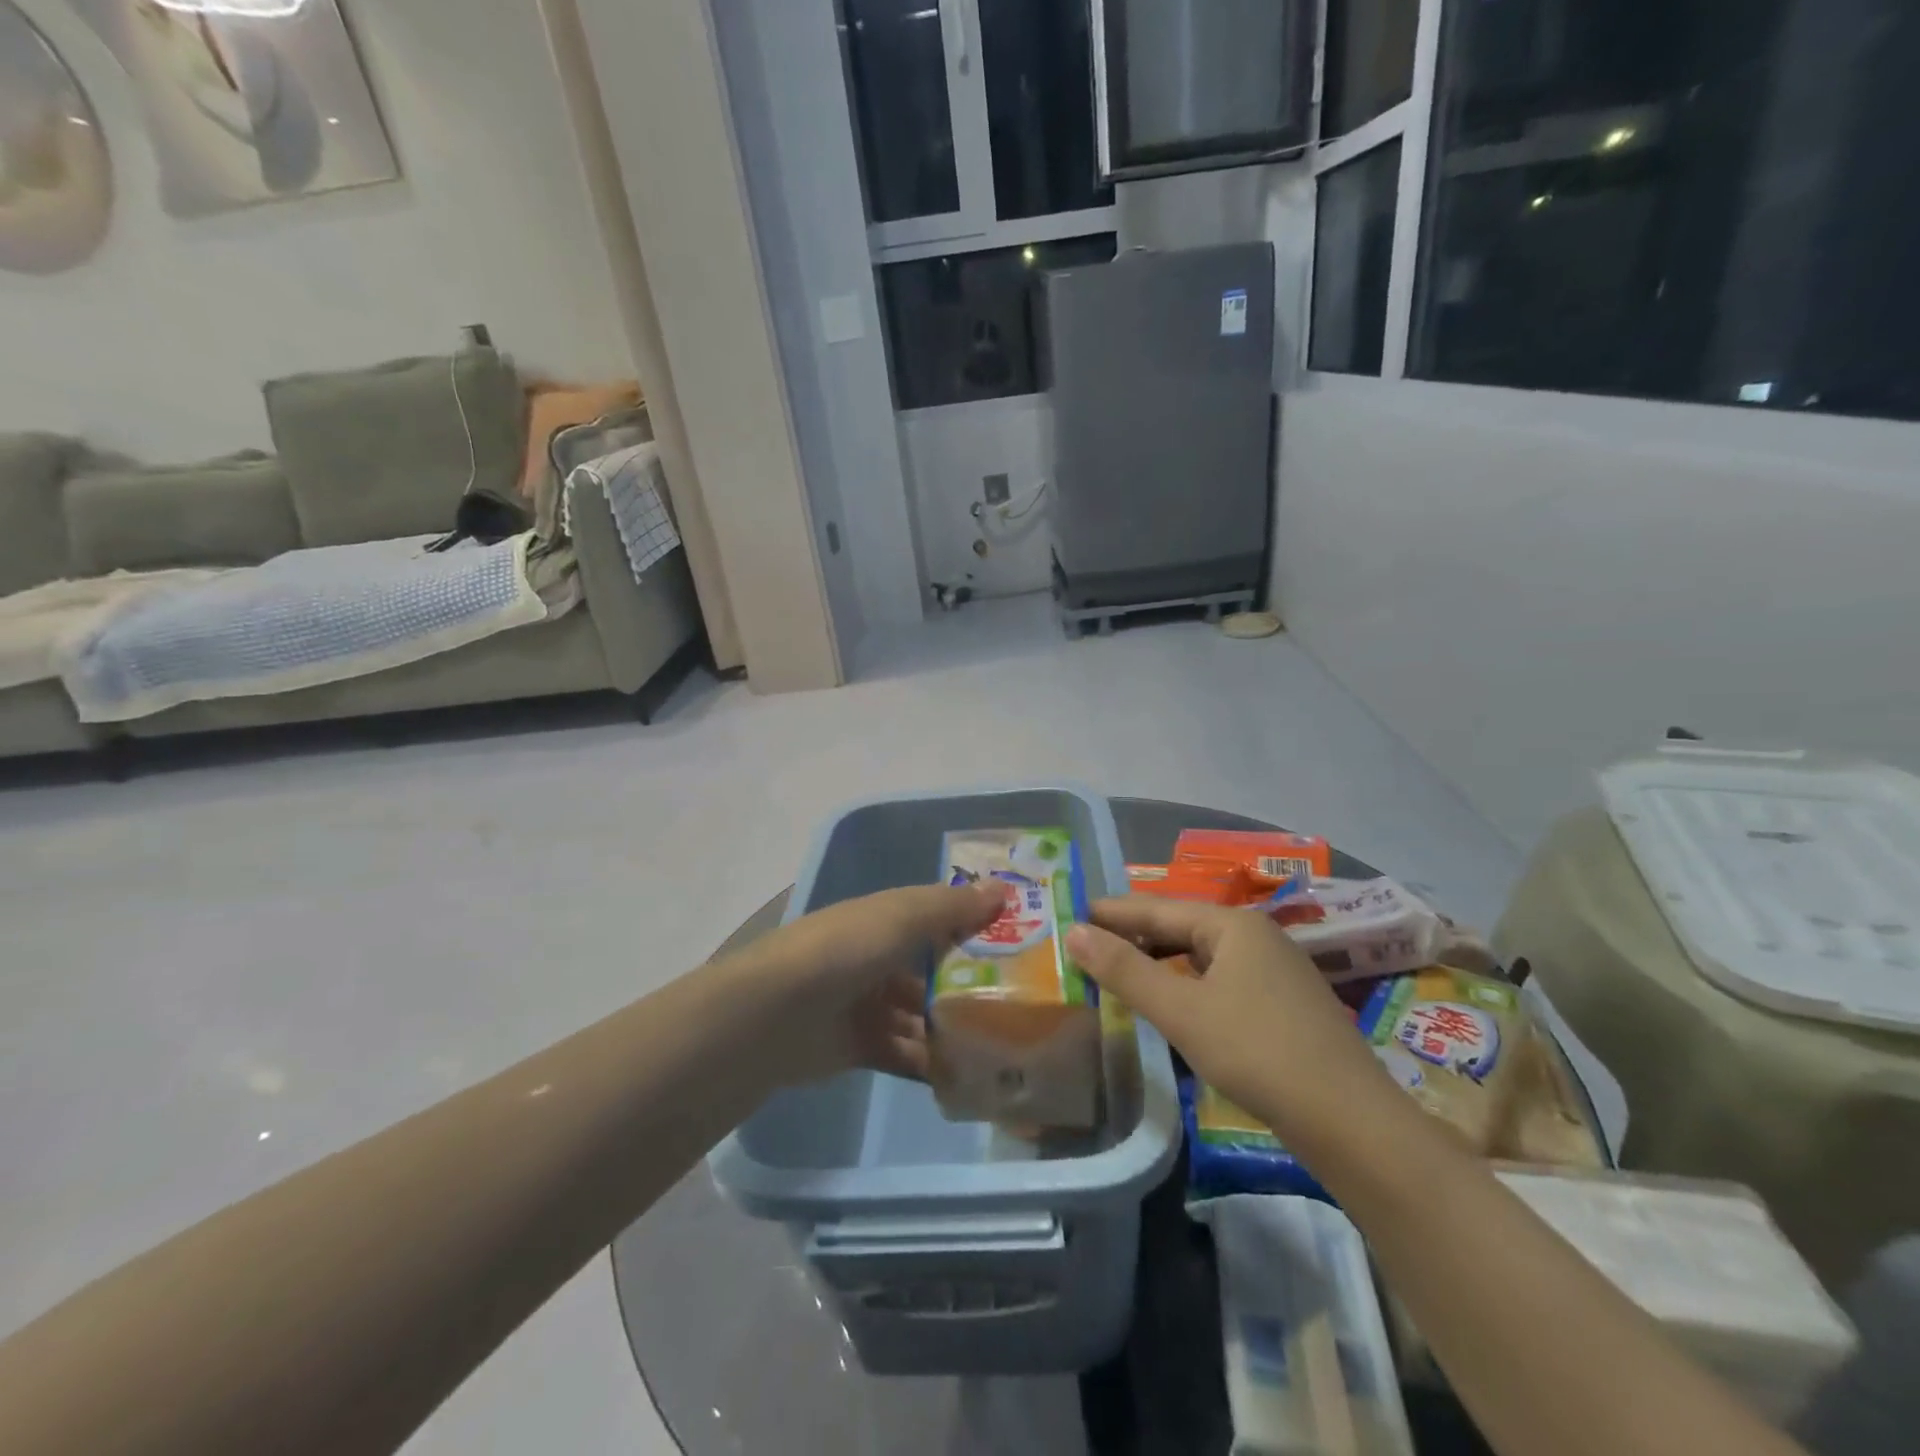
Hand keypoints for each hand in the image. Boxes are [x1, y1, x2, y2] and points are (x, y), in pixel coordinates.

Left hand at [722, 883, 1003, 1087]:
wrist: (775, 1014)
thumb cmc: (847, 950)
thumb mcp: (903, 917)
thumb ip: (953, 907)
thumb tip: (1003, 888)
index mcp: (885, 919)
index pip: (940, 918)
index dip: (977, 927)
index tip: (1023, 943)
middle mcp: (878, 957)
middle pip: (933, 970)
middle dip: (971, 984)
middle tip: (1021, 1004)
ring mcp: (867, 1003)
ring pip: (921, 1014)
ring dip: (952, 1028)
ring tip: (1000, 1045)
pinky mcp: (859, 1046)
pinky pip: (904, 1052)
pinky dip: (929, 1062)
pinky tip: (965, 1075)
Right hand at [1067, 897, 1399, 1148]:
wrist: (1351, 1122)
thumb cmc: (1257, 1052)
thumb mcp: (1181, 1011)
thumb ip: (1125, 970)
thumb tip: (1074, 932)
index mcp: (1232, 925)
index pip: (1158, 907)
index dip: (1114, 912)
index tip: (1074, 912)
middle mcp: (1256, 936)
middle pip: (1182, 927)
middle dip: (1136, 936)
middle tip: (1089, 945)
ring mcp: (1275, 971)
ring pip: (1202, 956)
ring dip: (1160, 962)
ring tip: (1120, 972)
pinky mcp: (1283, 1005)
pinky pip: (1220, 980)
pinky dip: (1187, 984)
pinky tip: (1172, 1003)